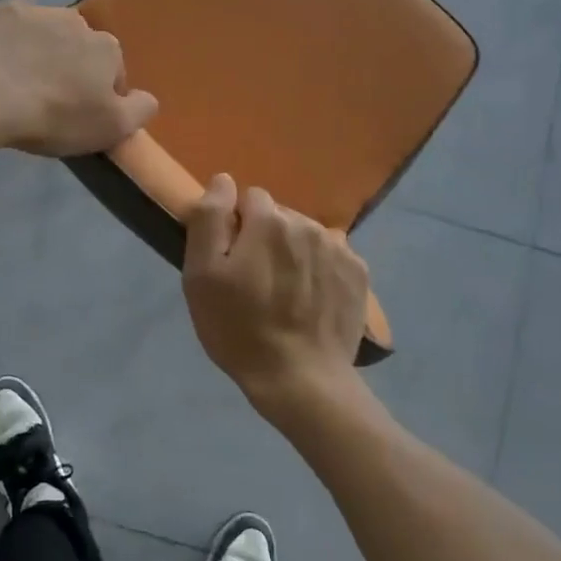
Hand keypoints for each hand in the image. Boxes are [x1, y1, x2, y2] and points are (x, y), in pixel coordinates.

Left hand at [0, 0, 158, 155]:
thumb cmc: (57, 116)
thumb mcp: (112, 128)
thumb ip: (140, 110)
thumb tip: (148, 97)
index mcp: (108, 50)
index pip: (114, 75)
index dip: (100, 97)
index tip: (81, 115)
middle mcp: (81, 23)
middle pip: (85, 50)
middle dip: (77, 68)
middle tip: (56, 98)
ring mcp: (43, 13)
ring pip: (57, 28)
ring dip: (53, 43)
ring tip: (33, 70)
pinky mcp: (7, 13)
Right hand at [183, 174, 367, 416]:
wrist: (301, 380)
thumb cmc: (239, 328)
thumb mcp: (201, 275)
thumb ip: (209, 218)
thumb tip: (223, 180)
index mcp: (269, 220)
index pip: (248, 198)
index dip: (236, 226)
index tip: (232, 260)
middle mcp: (308, 224)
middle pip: (279, 216)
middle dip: (265, 237)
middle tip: (255, 280)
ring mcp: (339, 248)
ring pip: (305, 235)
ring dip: (293, 252)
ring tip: (284, 293)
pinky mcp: (359, 274)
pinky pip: (330, 256)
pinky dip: (319, 269)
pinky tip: (311, 300)